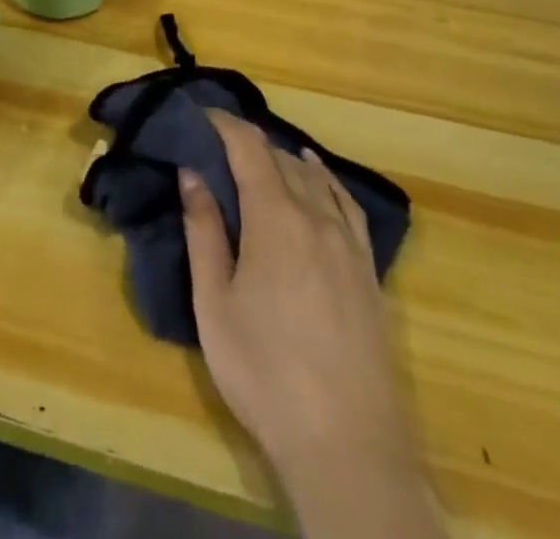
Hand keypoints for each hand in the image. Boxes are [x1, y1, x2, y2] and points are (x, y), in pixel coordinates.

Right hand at [182, 112, 437, 534]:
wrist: (347, 445)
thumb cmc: (265, 371)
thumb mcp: (214, 302)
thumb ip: (203, 230)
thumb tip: (191, 172)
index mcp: (275, 217)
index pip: (248, 147)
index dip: (223, 123)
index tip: (199, 114)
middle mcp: (316, 216)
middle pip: (280, 158)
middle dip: (247, 143)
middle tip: (215, 147)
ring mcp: (349, 242)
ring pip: (314, 177)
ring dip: (282, 159)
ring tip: (256, 161)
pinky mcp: (369, 269)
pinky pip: (347, 203)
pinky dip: (326, 179)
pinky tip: (317, 176)